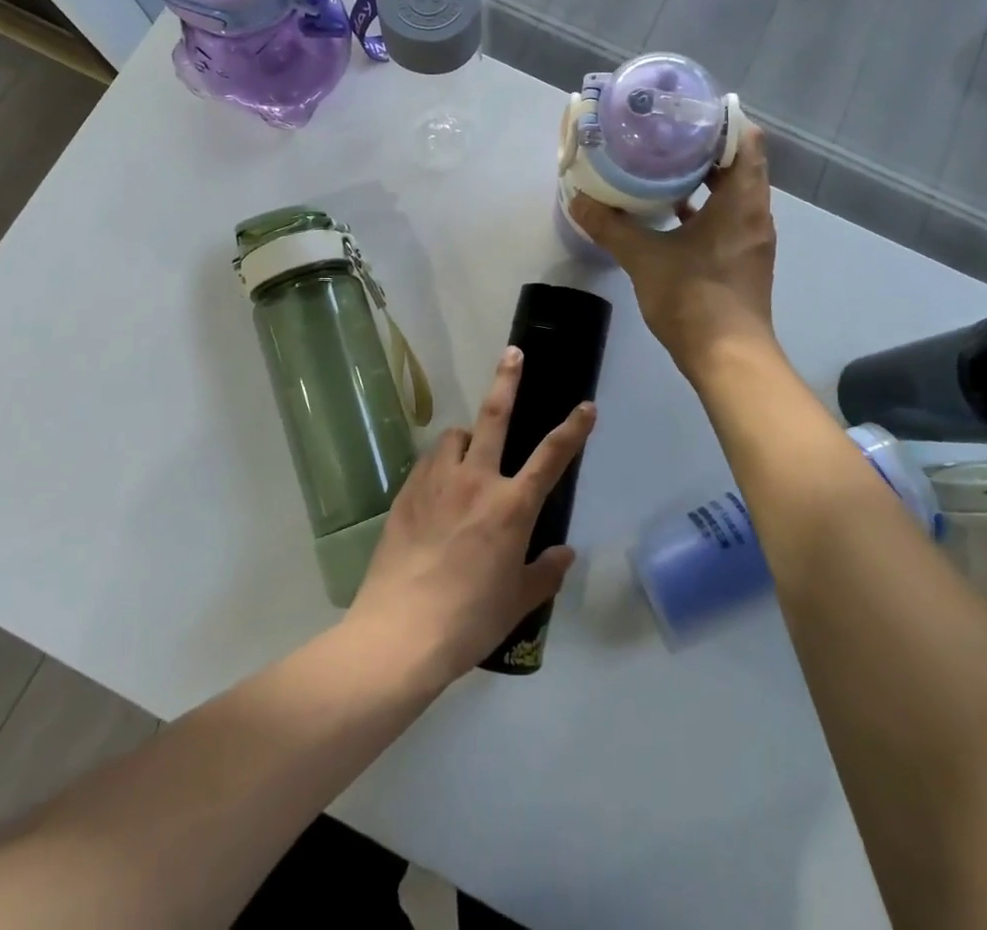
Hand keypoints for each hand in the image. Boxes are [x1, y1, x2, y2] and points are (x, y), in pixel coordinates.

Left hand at [347, 347, 592, 688]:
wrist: (400, 633)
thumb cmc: (469, 620)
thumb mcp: (518, 602)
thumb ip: (545, 572)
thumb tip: (565, 553)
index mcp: (512, 506)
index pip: (552, 456)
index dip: (573, 428)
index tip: (586, 407)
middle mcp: (476, 481)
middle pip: (494, 416)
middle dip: (507, 380)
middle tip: (513, 353)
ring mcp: (437, 482)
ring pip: (454, 436)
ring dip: (466, 437)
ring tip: (467, 452)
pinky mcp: (406, 492)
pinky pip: (429, 462)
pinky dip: (440, 463)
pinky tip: (438, 486)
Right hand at [569, 124, 778, 381]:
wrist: (729, 359)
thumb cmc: (693, 299)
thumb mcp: (644, 258)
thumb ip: (611, 226)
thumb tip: (577, 200)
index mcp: (742, 201)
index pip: (745, 139)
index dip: (720, 119)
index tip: (686, 110)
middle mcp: (755, 213)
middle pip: (738, 162)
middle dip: (704, 145)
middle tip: (665, 132)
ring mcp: (752, 238)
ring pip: (733, 192)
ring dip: (704, 177)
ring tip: (663, 163)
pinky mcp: (743, 259)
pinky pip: (728, 217)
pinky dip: (704, 206)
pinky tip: (670, 211)